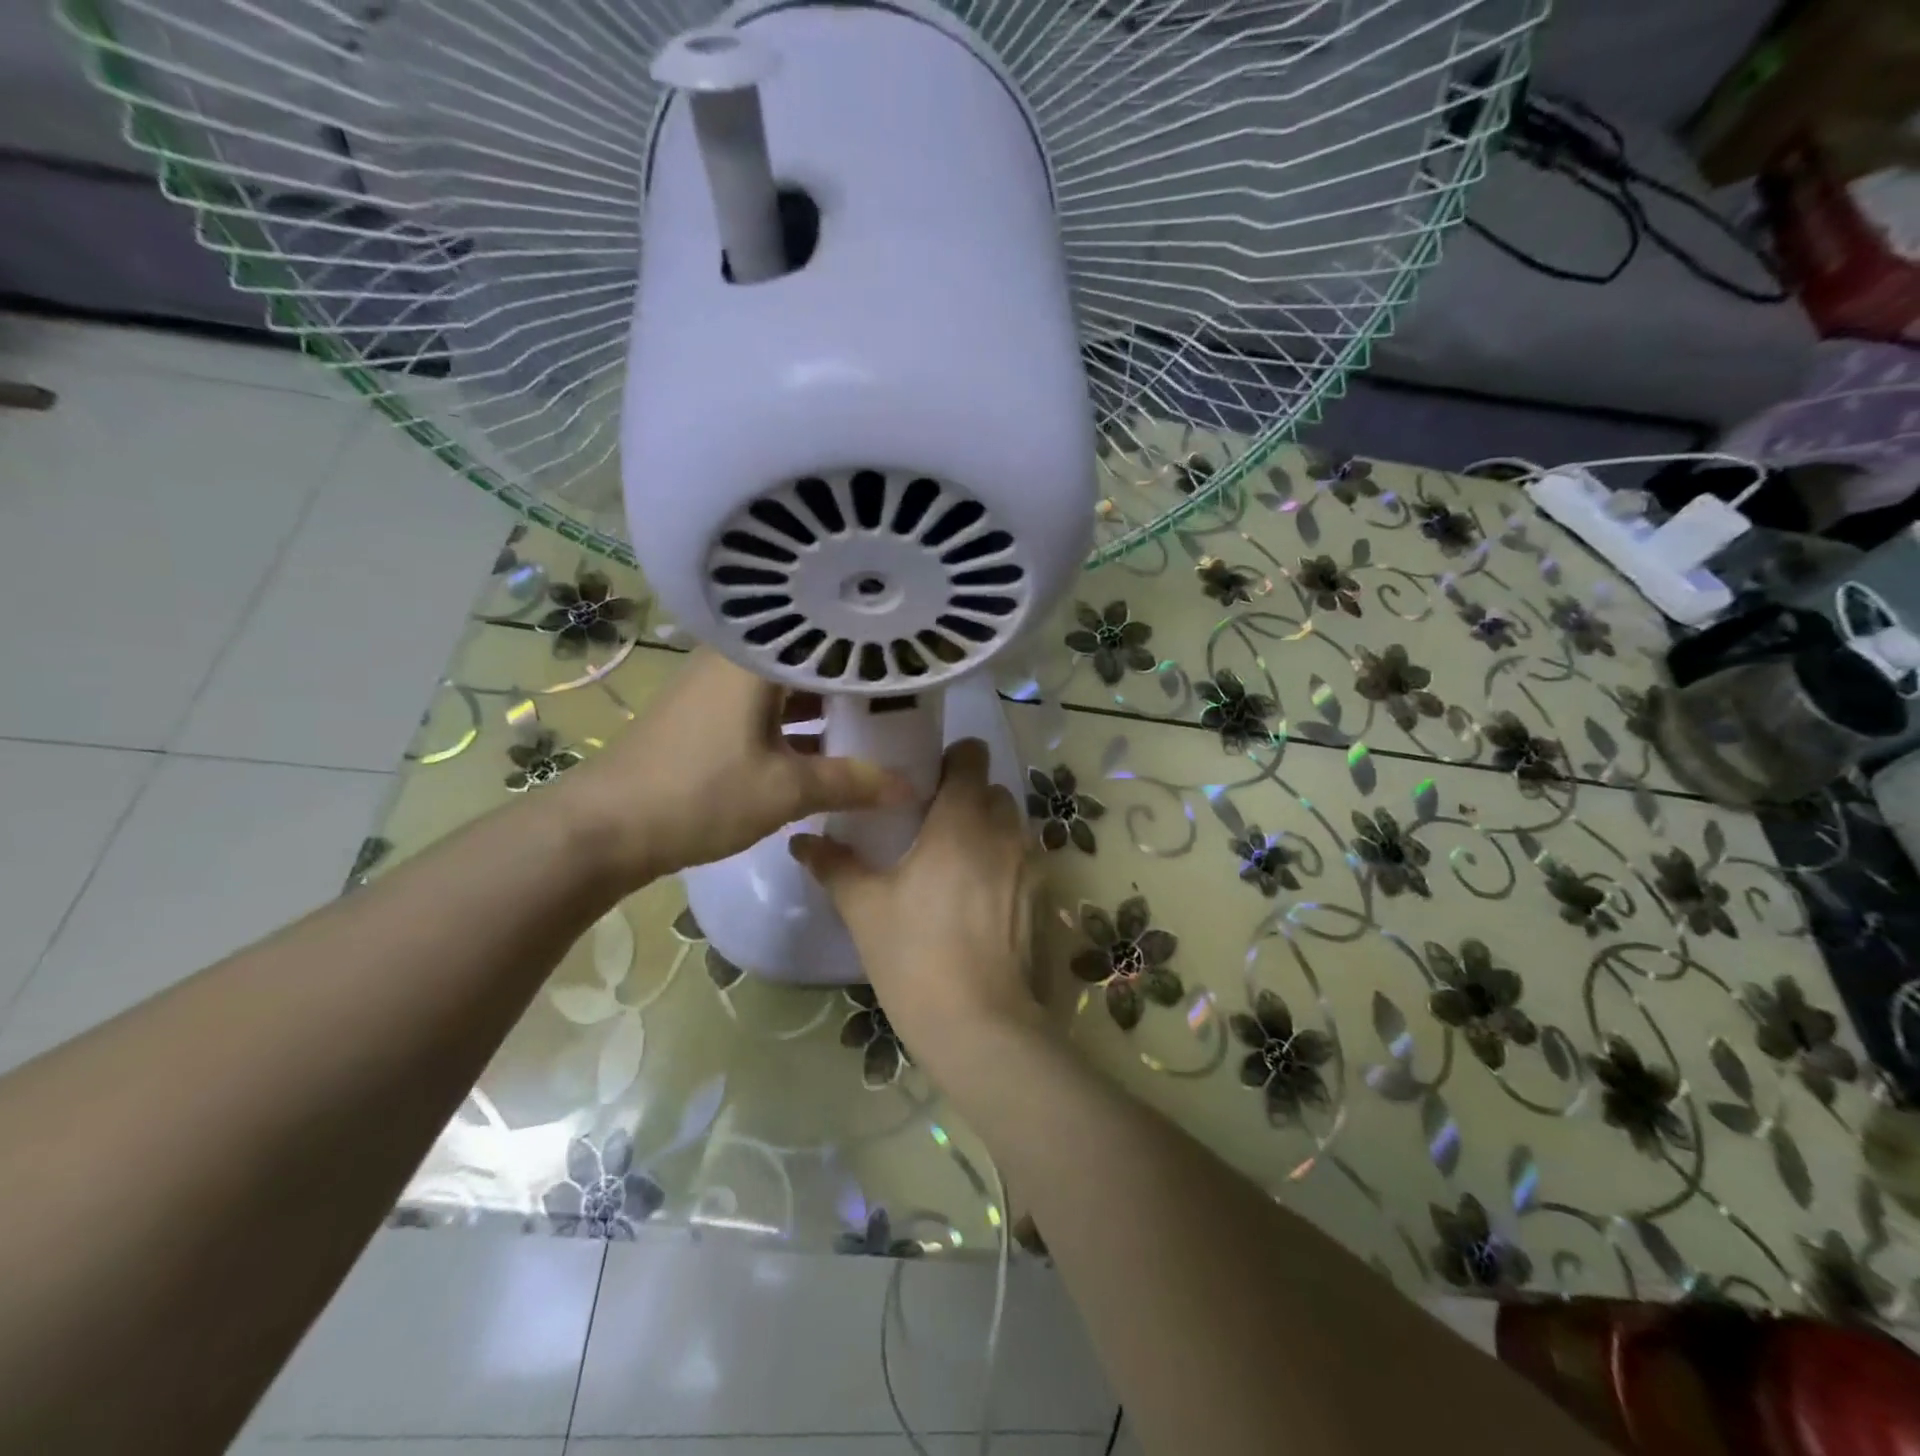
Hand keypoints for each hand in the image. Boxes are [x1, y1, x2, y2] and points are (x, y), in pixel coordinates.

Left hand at [552, 649, 913, 887]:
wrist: (604, 828)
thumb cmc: (700, 794)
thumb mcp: (786, 791)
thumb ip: (853, 783)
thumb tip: (912, 787)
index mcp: (756, 657)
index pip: (828, 634)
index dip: (873, 648)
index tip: (912, 662)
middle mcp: (736, 656)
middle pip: (809, 656)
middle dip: (854, 677)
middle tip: (903, 692)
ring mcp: (717, 684)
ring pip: (787, 682)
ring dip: (826, 702)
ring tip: (876, 718)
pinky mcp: (706, 712)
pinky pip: (767, 703)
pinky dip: (798, 720)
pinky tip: (829, 744)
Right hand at [790, 739, 1044, 1081]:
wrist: (978, 1024)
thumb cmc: (915, 954)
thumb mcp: (864, 907)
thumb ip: (834, 865)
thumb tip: (801, 841)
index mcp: (961, 820)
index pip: (972, 755)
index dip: (952, 758)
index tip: (925, 779)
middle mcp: (1003, 831)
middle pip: (992, 788)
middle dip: (966, 795)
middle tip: (930, 821)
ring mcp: (1028, 864)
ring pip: (1010, 823)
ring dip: (986, 827)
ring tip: (952, 858)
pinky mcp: (1039, 896)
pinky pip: (1021, 857)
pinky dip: (1001, 859)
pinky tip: (975, 895)